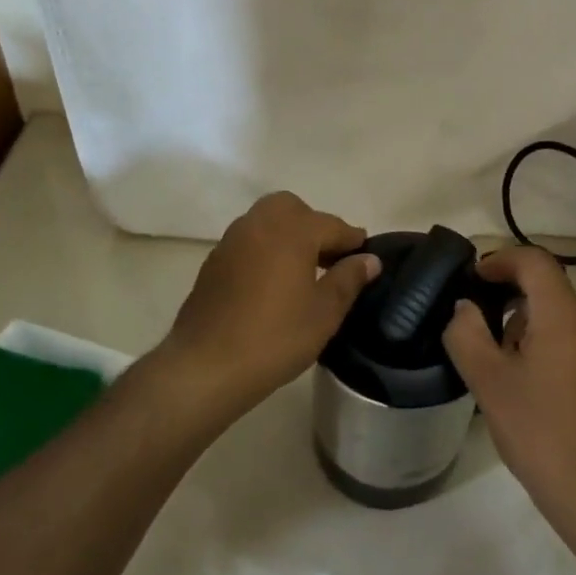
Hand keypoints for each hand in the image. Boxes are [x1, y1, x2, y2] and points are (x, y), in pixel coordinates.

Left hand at [158, 191, 379, 420]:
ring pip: (268, 220)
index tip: (365, 256)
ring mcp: (233, 238)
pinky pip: (249, 240)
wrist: (206, 365)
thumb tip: (369, 259)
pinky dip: (266, 249)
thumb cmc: (275, 337)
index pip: (333, 225)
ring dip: (288, 235)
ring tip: (302, 271)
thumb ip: (349, 279)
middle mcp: (261, 222)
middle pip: (295, 209)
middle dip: (315, 226)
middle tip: (329, 259)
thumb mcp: (324, 312)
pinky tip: (272, 282)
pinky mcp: (215, 259)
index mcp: (293, 229)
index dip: (352, 241)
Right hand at [443, 247, 575, 531]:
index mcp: (566, 313)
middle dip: (512, 304)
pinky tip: (541, 392)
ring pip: (566, 319)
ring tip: (509, 371)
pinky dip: (557, 349)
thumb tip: (464, 307)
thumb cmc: (543, 436)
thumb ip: (466, 335)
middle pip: (549, 290)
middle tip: (484, 337)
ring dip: (534, 329)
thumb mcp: (489, 384)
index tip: (476, 278)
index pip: (534, 260)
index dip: (501, 260)